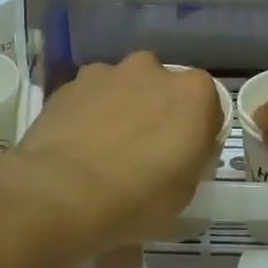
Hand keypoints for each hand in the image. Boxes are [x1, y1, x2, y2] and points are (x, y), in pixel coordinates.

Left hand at [0, 53, 223, 254]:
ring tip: (105, 151)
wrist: (60, 194)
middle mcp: (152, 69)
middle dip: (157, 112)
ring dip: (122, 110)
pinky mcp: (68, 85)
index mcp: (193, 93)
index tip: (185, 158)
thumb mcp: (185, 193)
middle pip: (162, 89)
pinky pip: (89, 98)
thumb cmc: (137, 198)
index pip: (208, 107)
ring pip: (123, 89)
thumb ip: (190, 160)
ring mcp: (106, 73)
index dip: (196, 133)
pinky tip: (78, 147)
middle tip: (145, 152)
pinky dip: (89, 115)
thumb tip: (178, 154)